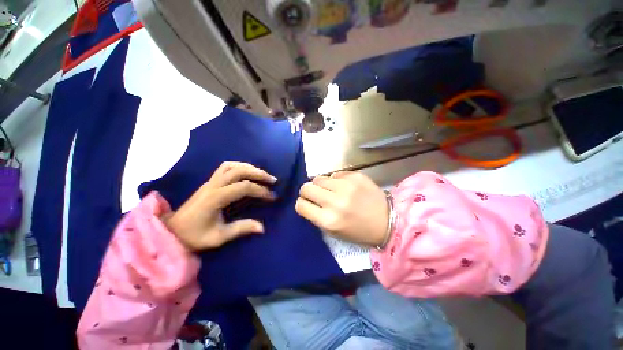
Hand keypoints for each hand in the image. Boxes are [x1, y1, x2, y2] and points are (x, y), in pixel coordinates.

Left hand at [163, 162, 276, 250]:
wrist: (171, 232)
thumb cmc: (194, 236)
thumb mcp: (218, 237)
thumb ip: (241, 229)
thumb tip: (262, 227)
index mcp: (215, 198)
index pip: (243, 187)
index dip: (260, 190)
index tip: (272, 197)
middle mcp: (213, 185)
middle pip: (239, 171)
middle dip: (258, 173)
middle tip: (272, 180)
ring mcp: (210, 181)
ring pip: (232, 165)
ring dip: (249, 168)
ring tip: (262, 174)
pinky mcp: (209, 182)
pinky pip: (226, 167)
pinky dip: (239, 166)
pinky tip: (247, 173)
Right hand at [295, 171, 388, 246]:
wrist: (388, 221)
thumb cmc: (359, 231)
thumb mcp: (334, 231)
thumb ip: (317, 215)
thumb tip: (307, 200)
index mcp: (329, 220)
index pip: (301, 205)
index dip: (302, 204)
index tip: (307, 204)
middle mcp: (335, 201)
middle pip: (306, 187)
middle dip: (307, 191)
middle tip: (316, 195)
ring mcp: (346, 186)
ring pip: (318, 178)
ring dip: (321, 185)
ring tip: (331, 190)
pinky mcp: (355, 176)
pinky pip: (334, 174)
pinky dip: (336, 180)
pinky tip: (345, 186)